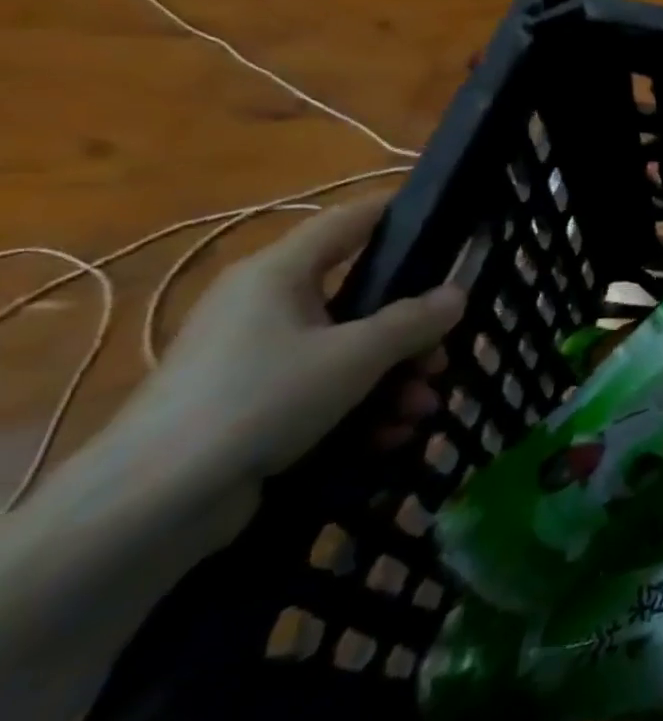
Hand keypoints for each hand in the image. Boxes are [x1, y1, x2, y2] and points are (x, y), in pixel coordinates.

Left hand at [123, 199, 464, 492]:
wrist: (147, 508)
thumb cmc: (259, 400)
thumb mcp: (356, 355)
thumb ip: (414, 320)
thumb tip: (456, 294)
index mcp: (279, 273)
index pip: (351, 219)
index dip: (401, 213)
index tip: (451, 221)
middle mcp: (266, 305)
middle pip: (363, 296)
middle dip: (412, 331)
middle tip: (443, 358)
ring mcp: (256, 358)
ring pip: (349, 350)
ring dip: (395, 378)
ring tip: (422, 410)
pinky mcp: (252, 405)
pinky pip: (324, 390)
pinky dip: (362, 408)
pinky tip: (389, 435)